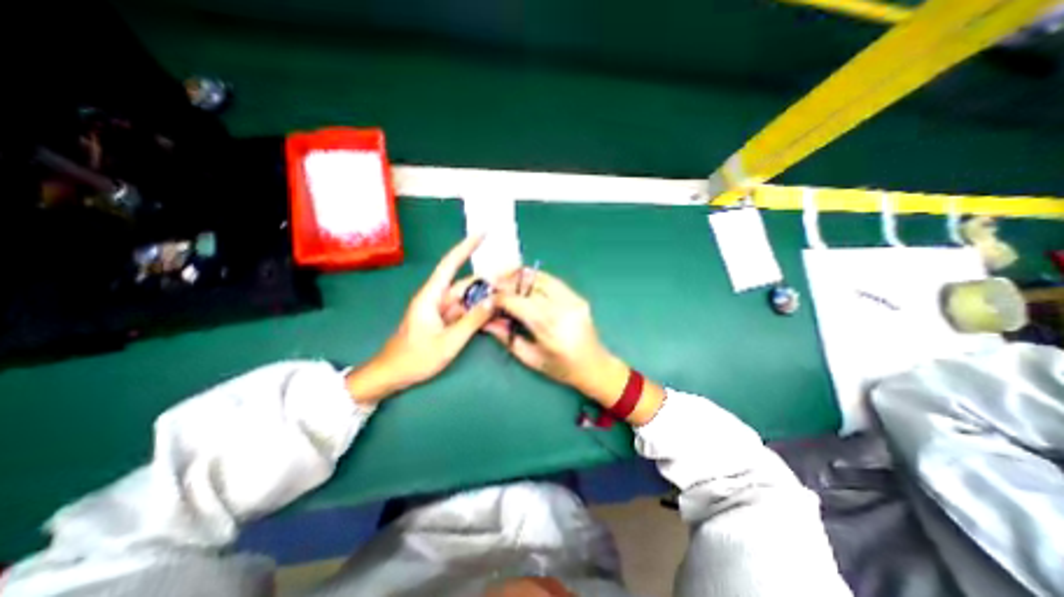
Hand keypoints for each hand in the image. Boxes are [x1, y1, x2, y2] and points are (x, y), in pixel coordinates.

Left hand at [351, 234, 498, 402]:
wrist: (392, 375)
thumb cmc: (415, 358)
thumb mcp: (448, 341)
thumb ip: (472, 320)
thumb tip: (493, 301)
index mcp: (431, 296)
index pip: (450, 264)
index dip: (466, 247)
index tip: (482, 234)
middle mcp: (437, 298)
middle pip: (466, 283)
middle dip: (488, 278)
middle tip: (513, 275)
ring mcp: (441, 310)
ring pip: (467, 298)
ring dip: (486, 296)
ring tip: (509, 293)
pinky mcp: (444, 320)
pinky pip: (465, 311)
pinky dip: (479, 310)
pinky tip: (495, 312)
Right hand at [486, 270, 623, 404]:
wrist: (595, 366)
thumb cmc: (562, 369)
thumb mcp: (531, 358)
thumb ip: (507, 338)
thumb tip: (486, 321)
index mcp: (550, 329)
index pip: (519, 303)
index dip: (500, 298)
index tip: (487, 299)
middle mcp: (563, 309)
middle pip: (530, 284)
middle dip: (508, 282)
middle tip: (493, 284)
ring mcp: (573, 300)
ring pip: (542, 277)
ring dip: (521, 277)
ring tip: (507, 281)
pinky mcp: (578, 297)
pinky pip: (553, 281)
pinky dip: (536, 280)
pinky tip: (526, 285)